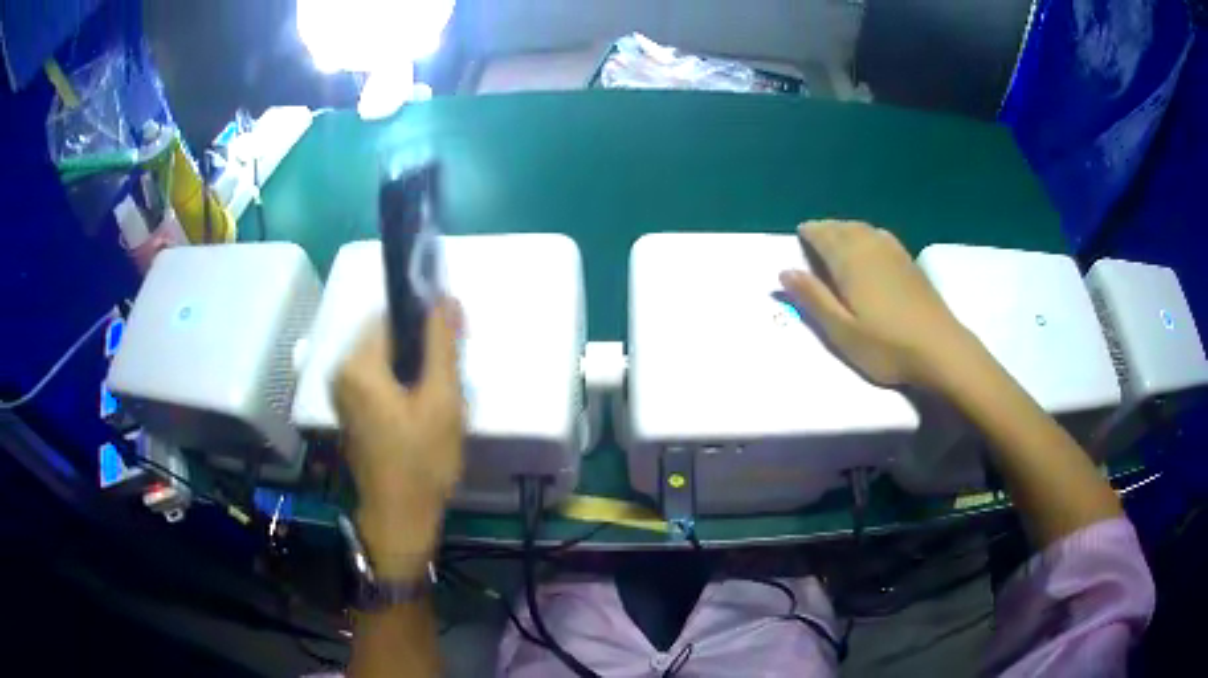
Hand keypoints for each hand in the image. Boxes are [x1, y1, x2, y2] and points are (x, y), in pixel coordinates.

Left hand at [333, 299, 463, 578]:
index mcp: (357, 364)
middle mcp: (341, 371)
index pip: (393, 316)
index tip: (454, 339)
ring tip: (439, 395)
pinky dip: (401, 382)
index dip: (426, 320)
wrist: (399, 517)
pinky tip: (422, 408)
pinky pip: (378, 378)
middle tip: (449, 377)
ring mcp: (343, 392)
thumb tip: (446, 298)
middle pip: (387, 336)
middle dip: (421, 348)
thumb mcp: (442, 400)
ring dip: (414, 367)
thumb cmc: (422, 461)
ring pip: (385, 358)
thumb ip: (442, 345)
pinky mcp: (350, 409)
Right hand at [779, 220, 977, 387]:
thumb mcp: (842, 331)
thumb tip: (784, 271)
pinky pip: (880, 235)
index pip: (823, 235)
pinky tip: (869, 246)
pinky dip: (867, 235)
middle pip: (843, 228)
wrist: (939, 348)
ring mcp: (893, 251)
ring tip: (836, 239)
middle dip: (826, 229)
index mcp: (849, 261)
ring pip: (863, 229)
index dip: (808, 233)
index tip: (798, 235)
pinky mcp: (909, 261)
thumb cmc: (886, 345)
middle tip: (814, 237)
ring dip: (846, 229)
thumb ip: (813, 298)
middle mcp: (870, 247)